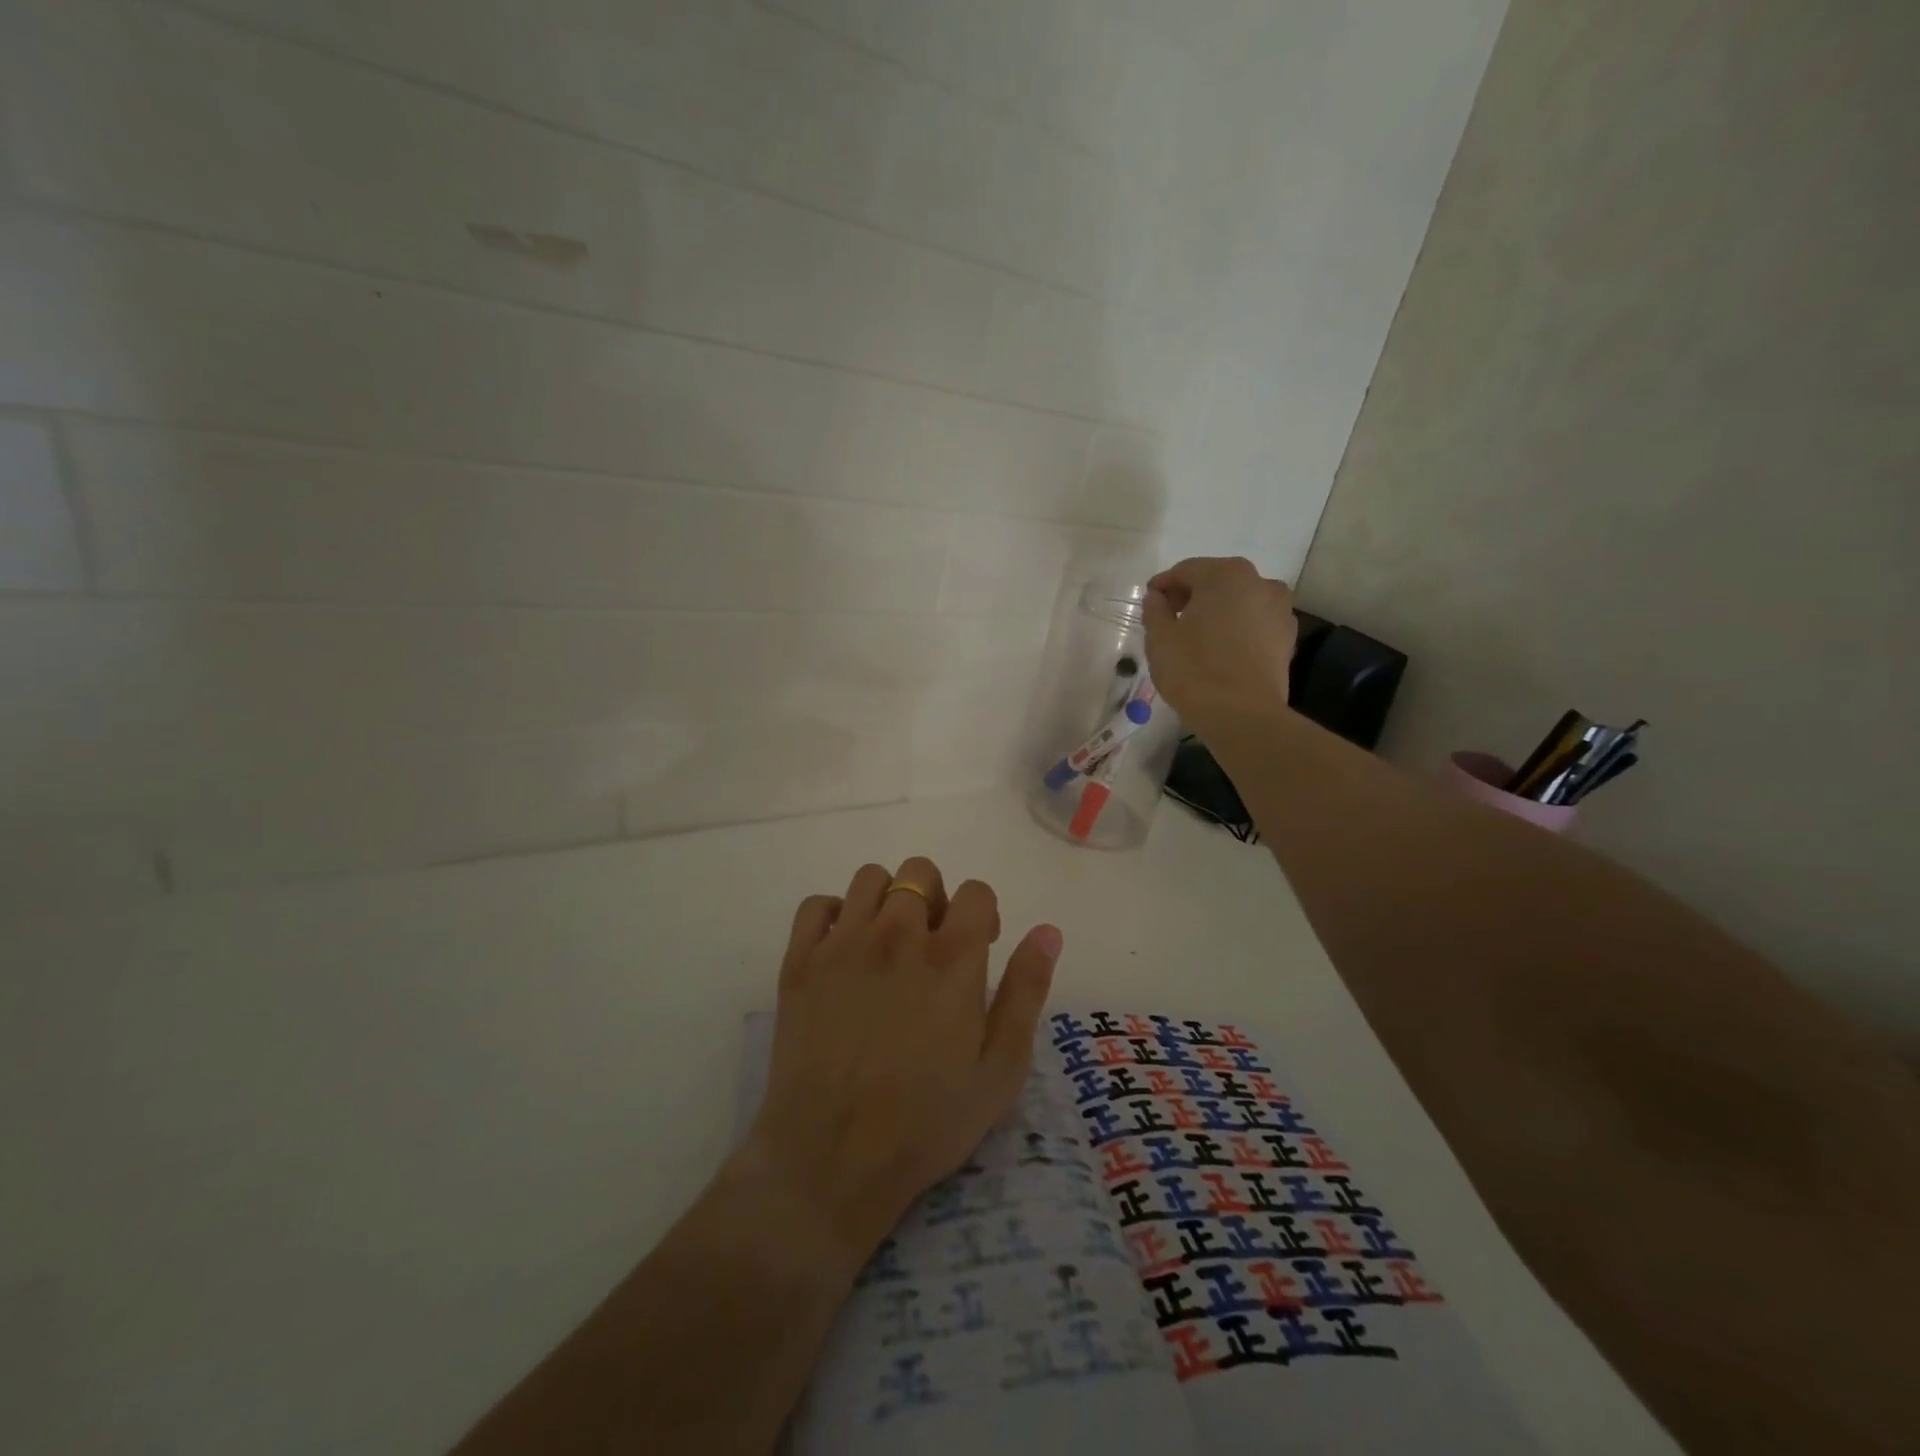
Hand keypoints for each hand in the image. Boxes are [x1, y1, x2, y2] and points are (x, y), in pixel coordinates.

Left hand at [740, 858, 1063, 1262]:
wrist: (832, 1160)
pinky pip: (817, 905)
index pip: (976, 891)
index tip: (980, 947)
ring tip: (889, 944)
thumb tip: (1048, 931)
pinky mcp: (800, 962)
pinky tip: (844, 951)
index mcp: (952, 959)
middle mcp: (897, 935)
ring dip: (888, 900)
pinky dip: (835, 915)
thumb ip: (1027, 991)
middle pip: (920, 873)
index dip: (984, 913)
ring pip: (870, 878)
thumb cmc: (926, 1122)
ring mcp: (843, 945)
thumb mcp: (1000, 1069)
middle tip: (934, 946)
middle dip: (936, 899)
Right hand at [1144, 557, 1298, 733]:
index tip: (1149, 602)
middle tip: (1170, 618)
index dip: (1163, 585)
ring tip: (1196, 636)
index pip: (1186, 570)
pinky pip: (1255, 623)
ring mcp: (1280, 610)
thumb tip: (1157, 598)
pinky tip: (1220, 650)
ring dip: (1217, 611)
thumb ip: (1155, 610)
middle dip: (1192, 596)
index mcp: (1225, 575)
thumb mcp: (1160, 639)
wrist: (1242, 715)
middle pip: (1217, 581)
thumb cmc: (1193, 670)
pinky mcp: (1288, 638)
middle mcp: (1260, 583)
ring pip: (1239, 602)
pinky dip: (1237, 629)